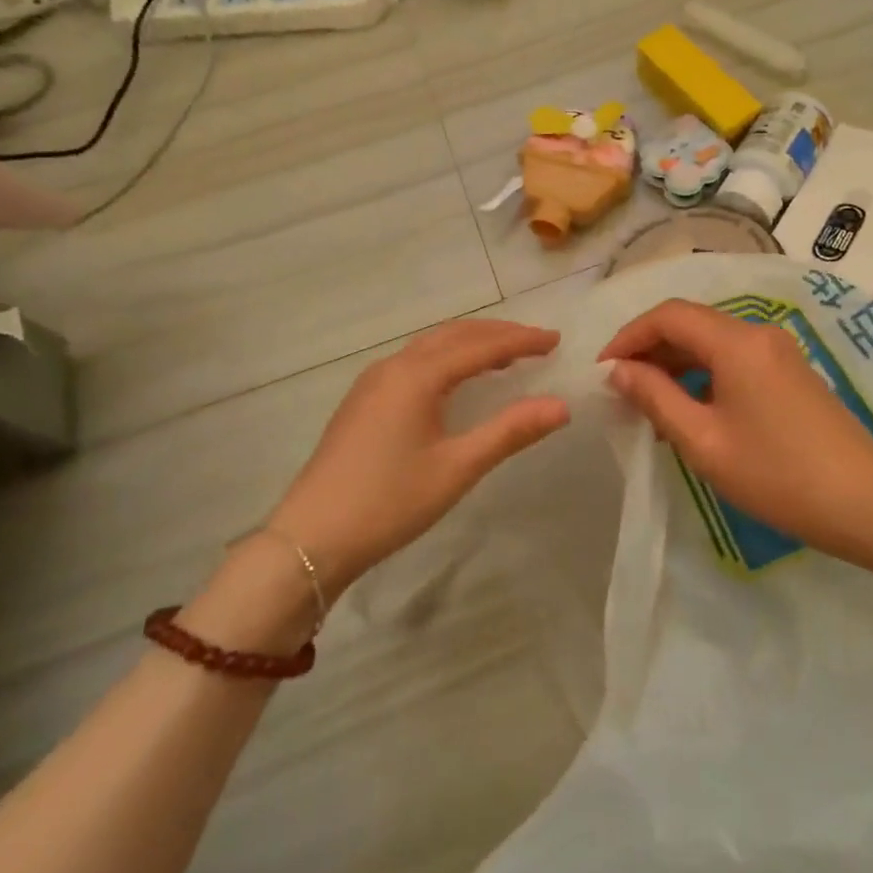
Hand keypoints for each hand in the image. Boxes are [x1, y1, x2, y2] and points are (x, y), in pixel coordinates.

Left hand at [266, 320, 570, 596]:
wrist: (311, 537)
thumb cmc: (390, 501)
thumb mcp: (457, 468)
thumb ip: (510, 432)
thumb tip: (561, 406)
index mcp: (418, 375)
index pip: (481, 346)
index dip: (521, 341)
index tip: (555, 340)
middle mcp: (394, 366)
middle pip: (454, 335)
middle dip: (498, 334)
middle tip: (537, 342)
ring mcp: (372, 381)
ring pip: (431, 346)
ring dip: (470, 344)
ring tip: (505, 356)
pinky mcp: (362, 400)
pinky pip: (414, 362)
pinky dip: (446, 359)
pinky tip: (456, 381)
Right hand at [600, 300, 872, 577]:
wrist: (865, 503)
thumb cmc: (776, 475)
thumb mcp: (703, 441)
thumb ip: (655, 398)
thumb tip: (618, 371)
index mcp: (736, 342)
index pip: (669, 315)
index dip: (629, 335)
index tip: (603, 369)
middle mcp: (758, 333)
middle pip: (691, 323)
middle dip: (650, 349)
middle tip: (620, 388)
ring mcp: (778, 351)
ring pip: (712, 341)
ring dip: (675, 362)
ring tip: (647, 402)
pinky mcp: (789, 371)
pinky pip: (733, 358)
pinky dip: (702, 373)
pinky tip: (688, 408)